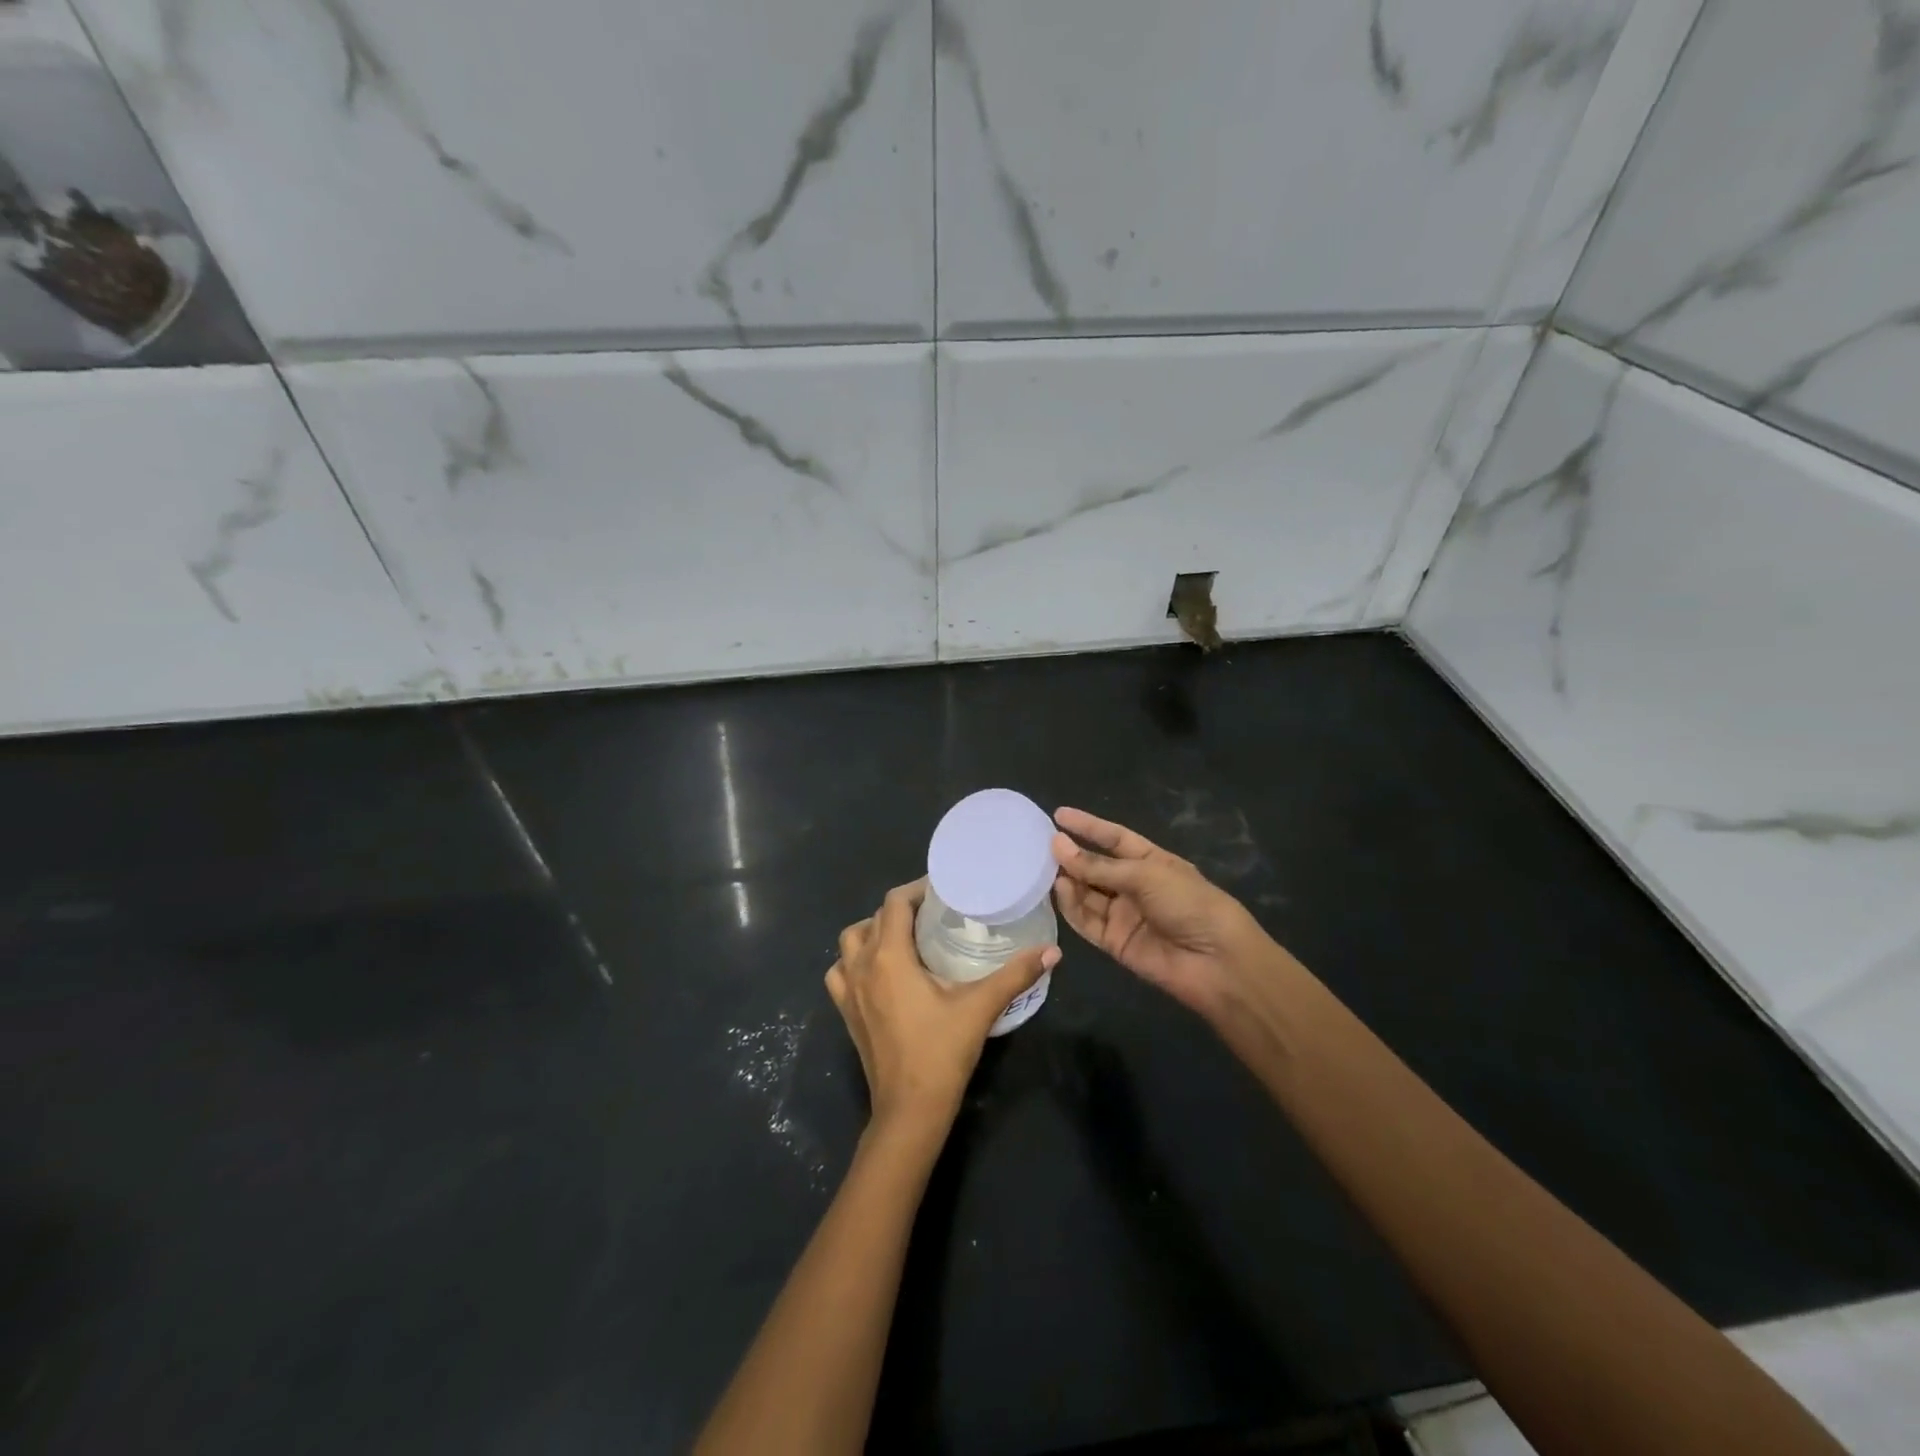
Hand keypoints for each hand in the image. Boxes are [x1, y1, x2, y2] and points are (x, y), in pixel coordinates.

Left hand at [826, 880, 1058, 1140]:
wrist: (909, 1110)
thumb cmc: (941, 1052)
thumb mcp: (980, 1007)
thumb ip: (1015, 974)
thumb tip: (1052, 951)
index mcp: (889, 956)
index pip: (895, 902)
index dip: (916, 889)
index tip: (942, 890)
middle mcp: (861, 965)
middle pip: (875, 918)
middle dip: (902, 909)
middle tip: (934, 913)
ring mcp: (847, 990)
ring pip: (851, 940)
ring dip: (873, 930)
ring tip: (904, 937)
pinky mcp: (845, 1012)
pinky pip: (839, 971)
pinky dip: (853, 961)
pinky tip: (877, 971)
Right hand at [1051, 806, 1273, 1018]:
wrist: (1216, 961)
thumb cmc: (1188, 903)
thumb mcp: (1145, 874)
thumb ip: (1099, 865)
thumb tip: (1058, 846)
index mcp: (1151, 861)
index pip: (1113, 838)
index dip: (1088, 826)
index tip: (1059, 815)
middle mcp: (1135, 886)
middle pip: (1096, 867)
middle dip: (1071, 855)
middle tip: (1041, 845)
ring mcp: (1124, 915)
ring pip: (1087, 894)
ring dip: (1068, 881)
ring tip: (1046, 868)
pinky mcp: (1114, 942)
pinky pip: (1087, 921)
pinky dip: (1071, 907)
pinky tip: (1059, 891)